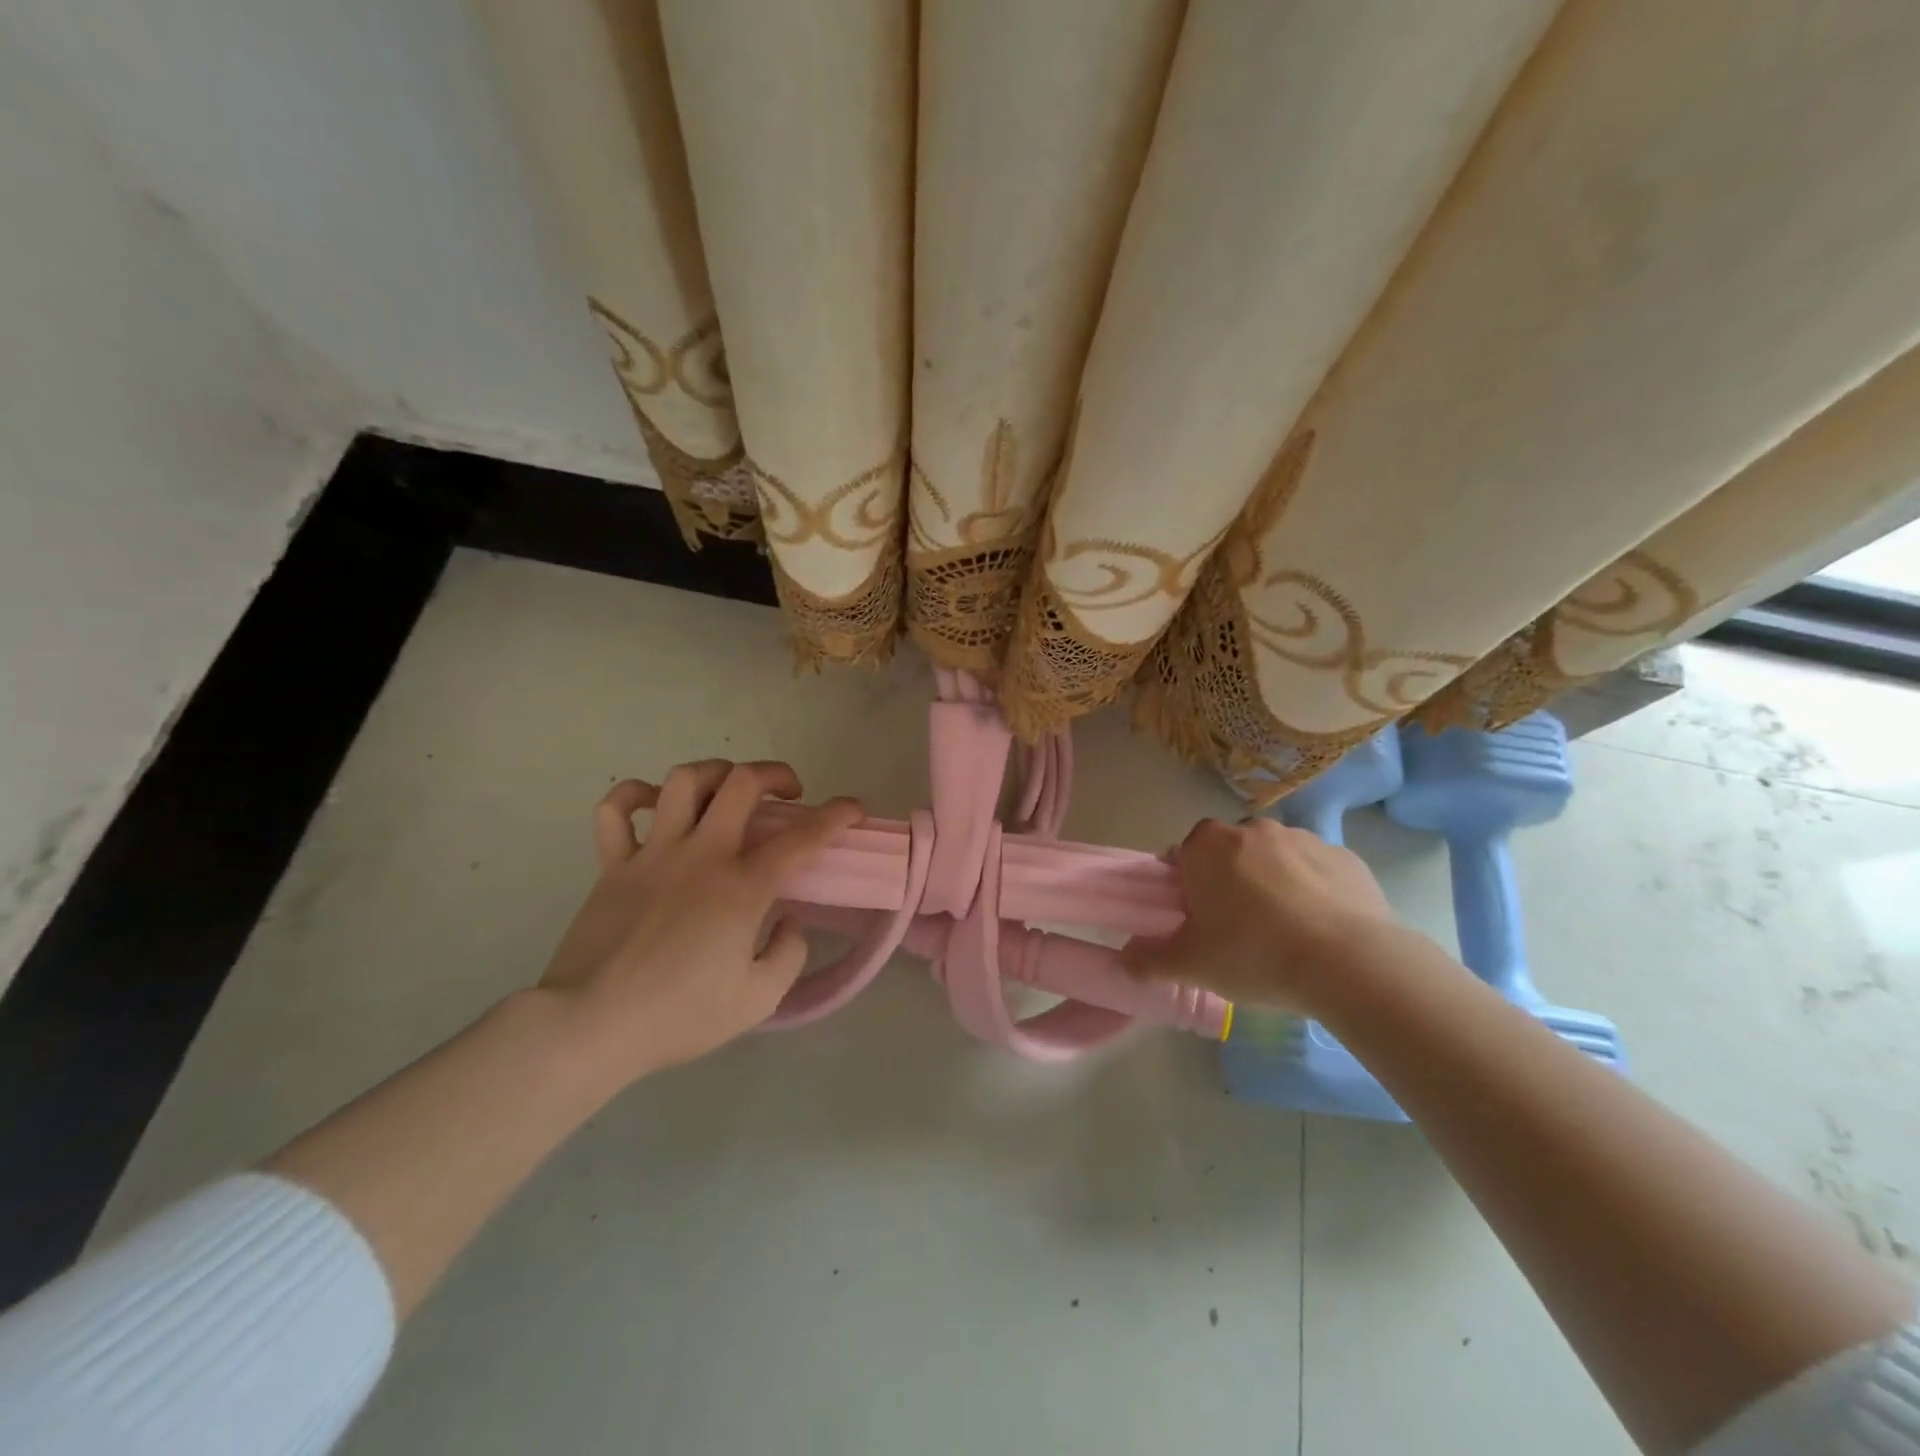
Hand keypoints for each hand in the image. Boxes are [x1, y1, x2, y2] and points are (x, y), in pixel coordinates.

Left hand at [537, 759, 862, 1081]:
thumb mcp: (757, 1000)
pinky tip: (652, 804)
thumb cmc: (679, 1016)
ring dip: (715, 773)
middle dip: (775, 774)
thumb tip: (789, 922)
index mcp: (742, 888)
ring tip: (726, 791)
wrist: (590, 1027)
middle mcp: (702, 855)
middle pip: (742, 782)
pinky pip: (616, 809)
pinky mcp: (614, 864)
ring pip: (684, 780)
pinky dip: (635, 795)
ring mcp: (654, 854)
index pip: (803, 837)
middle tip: (787, 793)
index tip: (853, 808)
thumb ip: (788, 954)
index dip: (837, 815)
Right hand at [1123, 816, 1404, 1014]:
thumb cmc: (1253, 953)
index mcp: (1207, 845)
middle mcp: (1252, 828)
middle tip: (1235, 929)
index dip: (1185, 885)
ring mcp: (1303, 838)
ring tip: (1283, 934)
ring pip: (1275, 859)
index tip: (1195, 918)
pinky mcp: (1346, 857)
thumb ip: (1150, 960)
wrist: (1348, 963)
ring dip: (1273, 884)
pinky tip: (1320, 931)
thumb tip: (1123, 962)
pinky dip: (1315, 892)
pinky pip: (1318, 871)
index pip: (1183, 854)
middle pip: (1229, 853)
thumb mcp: (1191, 965)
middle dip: (1229, 881)